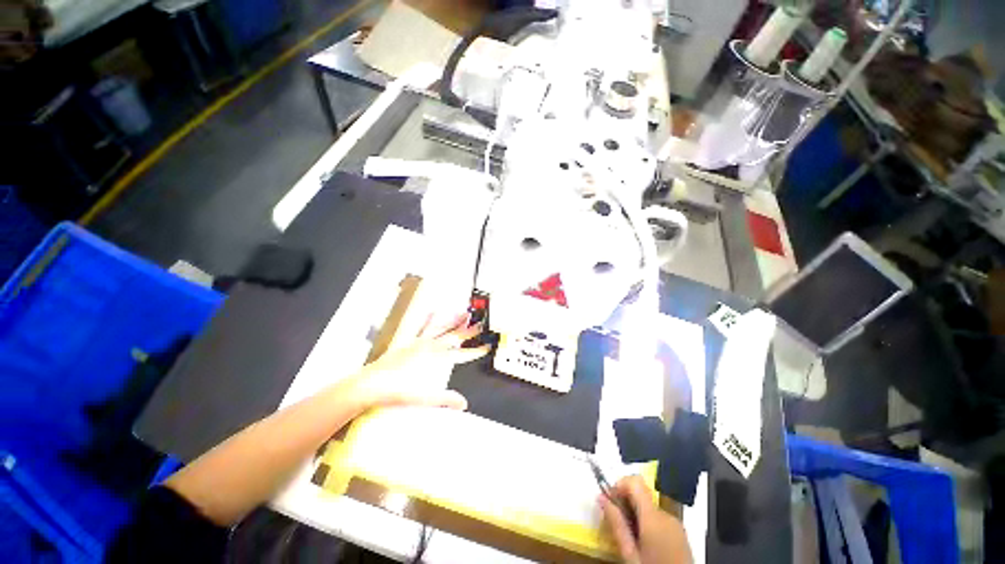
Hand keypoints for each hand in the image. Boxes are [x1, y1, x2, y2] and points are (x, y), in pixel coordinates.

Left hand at [345, 313, 488, 410]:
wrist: (369, 384)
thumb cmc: (395, 391)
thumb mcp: (423, 398)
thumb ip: (444, 399)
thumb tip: (463, 403)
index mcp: (434, 359)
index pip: (460, 355)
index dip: (474, 351)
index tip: (485, 347)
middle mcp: (428, 347)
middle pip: (453, 336)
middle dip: (468, 331)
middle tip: (479, 324)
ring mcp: (418, 343)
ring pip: (440, 328)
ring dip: (453, 321)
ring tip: (462, 312)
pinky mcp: (408, 343)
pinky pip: (421, 327)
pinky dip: (429, 319)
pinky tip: (432, 312)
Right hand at [599, 476, 691, 563]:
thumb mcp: (629, 553)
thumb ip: (616, 524)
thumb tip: (601, 497)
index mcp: (653, 517)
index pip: (634, 481)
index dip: (619, 485)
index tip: (610, 501)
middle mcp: (666, 514)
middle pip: (640, 495)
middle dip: (625, 504)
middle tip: (616, 524)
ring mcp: (675, 523)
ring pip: (648, 507)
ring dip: (635, 515)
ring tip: (630, 538)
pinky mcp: (680, 532)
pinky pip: (658, 518)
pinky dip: (647, 524)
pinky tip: (644, 543)